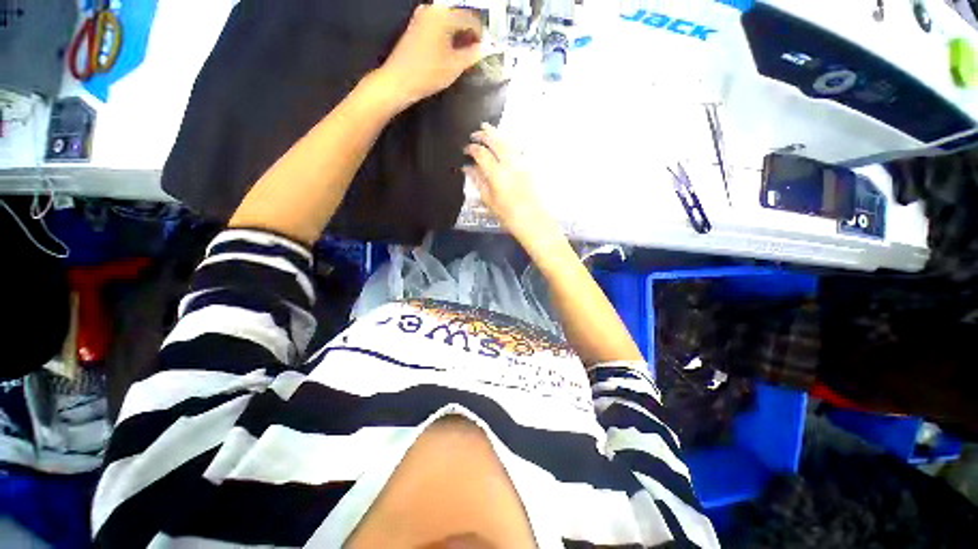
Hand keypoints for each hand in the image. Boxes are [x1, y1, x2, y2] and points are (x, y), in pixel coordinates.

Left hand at [377, 5, 483, 108]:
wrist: (398, 81)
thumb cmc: (427, 74)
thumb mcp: (455, 66)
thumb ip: (472, 55)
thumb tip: (484, 49)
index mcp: (444, 16)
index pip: (471, 19)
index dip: (481, 34)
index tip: (485, 49)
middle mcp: (433, 9)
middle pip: (459, 17)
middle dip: (469, 33)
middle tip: (476, 51)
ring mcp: (422, 16)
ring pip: (448, 21)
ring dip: (458, 34)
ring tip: (463, 54)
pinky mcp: (416, 25)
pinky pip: (438, 25)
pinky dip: (447, 35)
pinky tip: (450, 51)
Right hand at [464, 123, 556, 241]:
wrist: (531, 218)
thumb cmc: (507, 214)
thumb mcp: (488, 199)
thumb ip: (478, 181)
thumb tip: (468, 168)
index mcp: (497, 175)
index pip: (481, 154)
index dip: (472, 148)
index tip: (465, 149)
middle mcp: (509, 164)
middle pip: (496, 141)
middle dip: (484, 134)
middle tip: (475, 133)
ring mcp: (521, 163)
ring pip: (508, 141)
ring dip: (496, 133)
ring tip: (487, 128)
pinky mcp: (528, 165)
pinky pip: (517, 147)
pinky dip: (508, 141)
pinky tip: (504, 140)